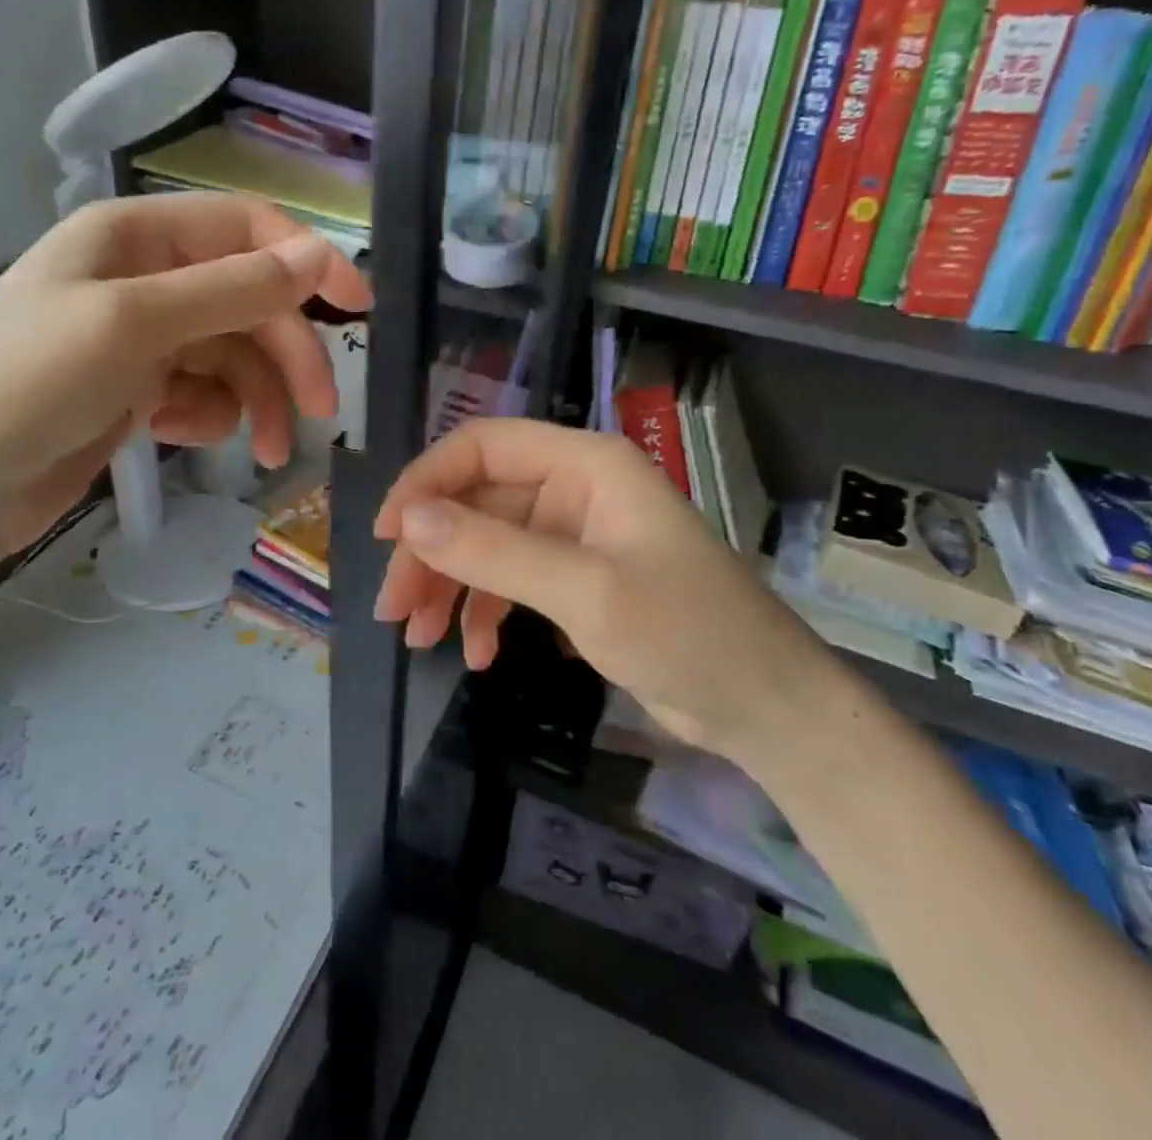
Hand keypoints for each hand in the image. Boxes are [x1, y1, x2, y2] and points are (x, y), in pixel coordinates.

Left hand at [0, 193, 369, 559]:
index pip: (247, 229)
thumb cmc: (26, 385)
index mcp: (136, 237)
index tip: (359, 309)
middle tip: (322, 411)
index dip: (307, 261)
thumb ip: (234, 289)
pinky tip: (187, 438)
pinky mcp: (136, 392)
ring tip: (271, 453)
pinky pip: (204, 393)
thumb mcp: (135, 325)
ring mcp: (140, 339)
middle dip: (289, 355)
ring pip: (234, 356)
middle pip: (249, 302)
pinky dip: (211, 416)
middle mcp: (143, 279)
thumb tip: (320, 255)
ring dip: (260, 400)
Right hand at [373, 419, 827, 760]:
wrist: (764, 704)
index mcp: (584, 464)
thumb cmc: (687, 633)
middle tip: (394, 610)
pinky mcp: (577, 579)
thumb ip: (495, 551)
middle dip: (432, 552)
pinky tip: (476, 654)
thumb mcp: (585, 593)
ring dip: (451, 586)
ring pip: (488, 544)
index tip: (387, 535)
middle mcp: (575, 487)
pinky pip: (512, 580)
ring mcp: (575, 534)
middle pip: (478, 501)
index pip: (483, 447)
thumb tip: (408, 519)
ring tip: (420, 639)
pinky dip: (486, 611)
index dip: (427, 482)